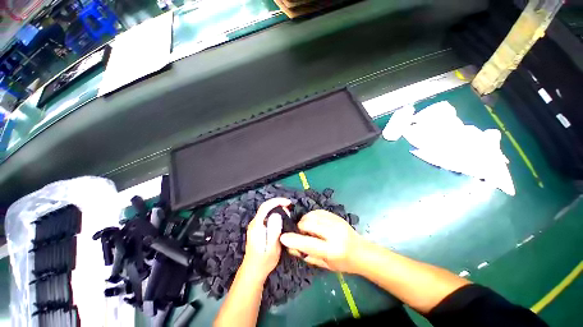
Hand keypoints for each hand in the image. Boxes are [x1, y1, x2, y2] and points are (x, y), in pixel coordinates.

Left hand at [242, 198, 291, 280]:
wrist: (253, 271)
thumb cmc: (264, 261)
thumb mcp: (272, 248)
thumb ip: (274, 231)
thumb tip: (277, 215)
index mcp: (256, 225)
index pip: (266, 206)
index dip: (277, 201)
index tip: (288, 202)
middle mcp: (254, 223)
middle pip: (266, 207)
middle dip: (279, 204)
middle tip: (290, 210)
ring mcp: (256, 225)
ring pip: (267, 211)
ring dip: (278, 209)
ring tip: (288, 214)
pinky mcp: (258, 228)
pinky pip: (268, 216)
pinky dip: (276, 214)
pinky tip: (283, 219)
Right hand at [279, 210, 363, 273]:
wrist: (362, 252)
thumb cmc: (343, 263)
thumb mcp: (325, 265)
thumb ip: (307, 256)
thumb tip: (290, 247)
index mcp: (332, 250)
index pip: (309, 243)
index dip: (294, 240)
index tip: (283, 237)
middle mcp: (334, 234)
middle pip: (309, 223)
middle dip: (300, 227)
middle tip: (300, 233)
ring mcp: (336, 222)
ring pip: (312, 215)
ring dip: (305, 220)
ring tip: (307, 228)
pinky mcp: (336, 216)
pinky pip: (318, 211)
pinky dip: (311, 215)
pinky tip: (312, 221)